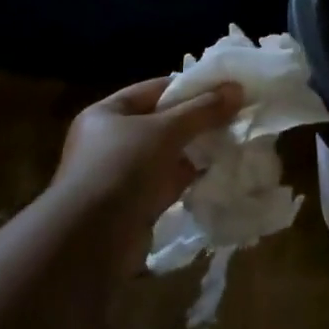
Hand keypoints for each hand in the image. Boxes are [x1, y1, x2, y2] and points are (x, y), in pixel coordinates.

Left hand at [54, 76, 242, 250]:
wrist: (91, 242)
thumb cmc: (122, 170)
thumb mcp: (165, 131)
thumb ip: (202, 110)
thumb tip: (236, 88)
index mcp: (107, 114)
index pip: (154, 90)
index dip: (189, 87)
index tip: (224, 88)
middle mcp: (111, 141)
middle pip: (162, 122)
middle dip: (197, 120)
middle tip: (236, 114)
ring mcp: (123, 175)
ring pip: (168, 154)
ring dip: (197, 150)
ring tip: (235, 140)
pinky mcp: (136, 205)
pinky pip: (169, 183)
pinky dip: (191, 177)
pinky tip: (221, 171)